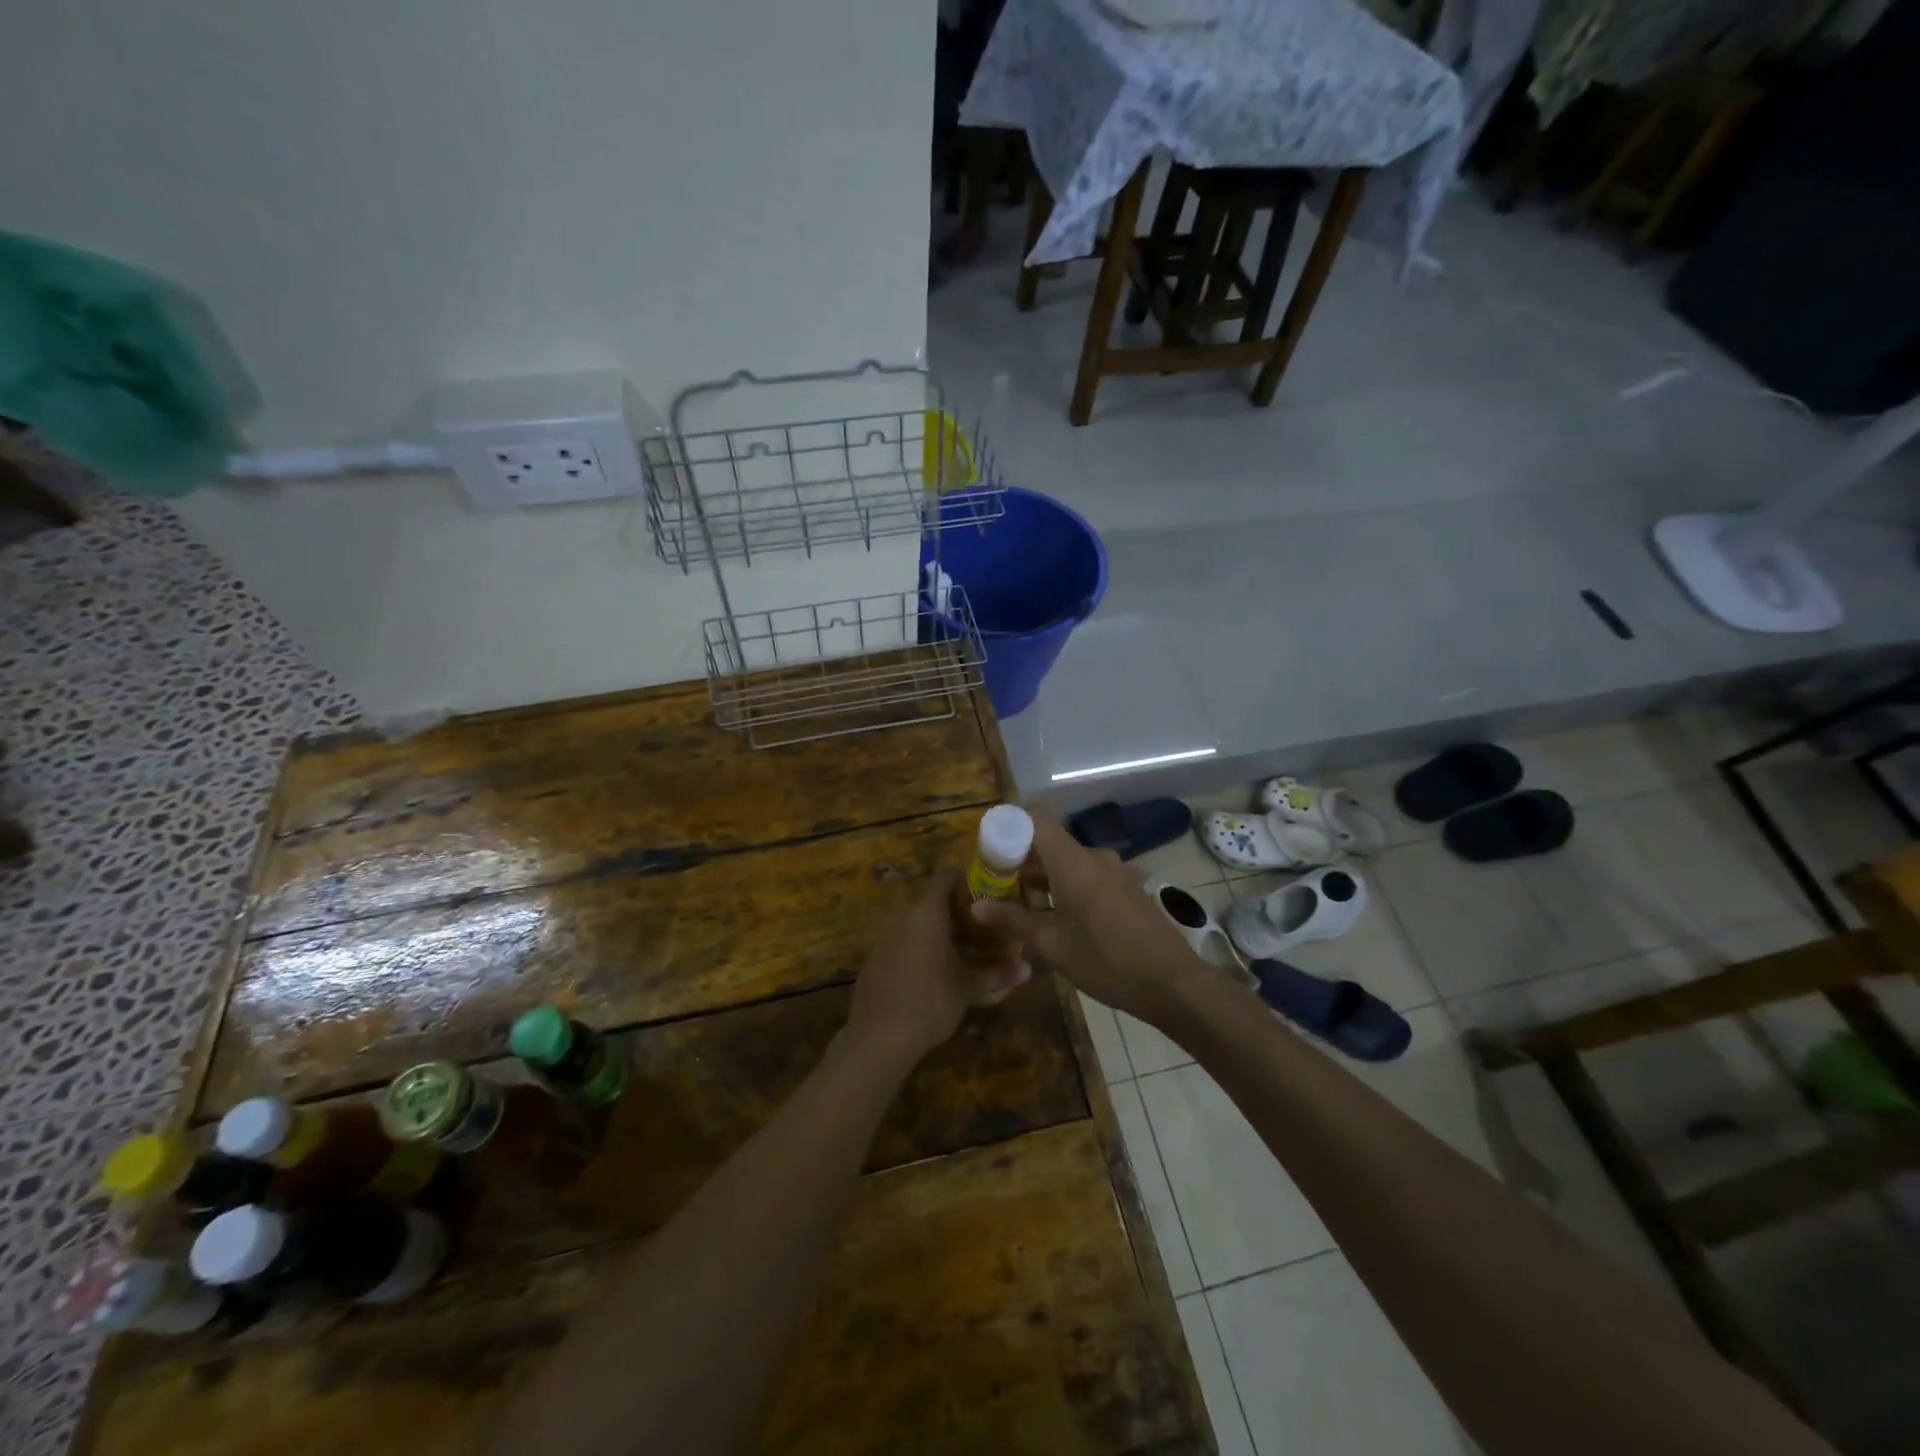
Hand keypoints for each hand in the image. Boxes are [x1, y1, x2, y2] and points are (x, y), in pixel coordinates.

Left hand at [844, 869, 1030, 1067]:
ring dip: (940, 932)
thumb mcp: (968, 987)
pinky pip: (903, 943)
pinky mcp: (875, 961)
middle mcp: (904, 917)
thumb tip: (1029, 968)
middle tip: (986, 925)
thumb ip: (997, 973)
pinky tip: (935, 972)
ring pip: (918, 924)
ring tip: (966, 949)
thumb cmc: (930, 1001)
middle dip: (959, 911)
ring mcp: (885, 938)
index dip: (967, 878)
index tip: (988, 888)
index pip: (946, 877)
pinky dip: (921, 949)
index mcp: (928, 913)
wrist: (877, 1038)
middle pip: (933, 902)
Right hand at [970, 815, 1198, 1024]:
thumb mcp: (1051, 944)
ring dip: (1044, 877)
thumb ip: (1012, 920)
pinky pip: (1088, 876)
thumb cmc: (1104, 959)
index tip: (988, 841)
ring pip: (1069, 862)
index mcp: (1072, 860)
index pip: (1036, 817)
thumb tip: (975, 907)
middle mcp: (1094, 856)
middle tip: (995, 881)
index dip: (1010, 821)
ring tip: (1020, 903)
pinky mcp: (1127, 889)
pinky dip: (1066, 886)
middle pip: (1050, 842)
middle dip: (1021, 858)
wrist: (1171, 982)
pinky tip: (1056, 917)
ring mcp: (1115, 872)